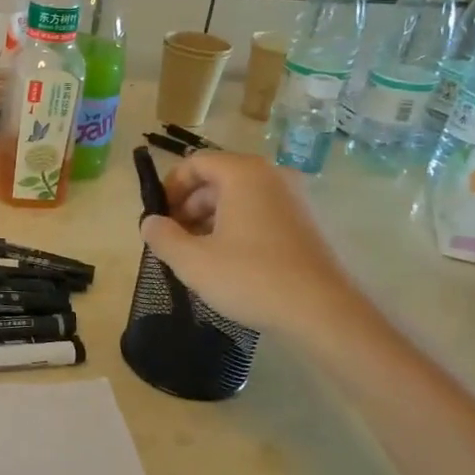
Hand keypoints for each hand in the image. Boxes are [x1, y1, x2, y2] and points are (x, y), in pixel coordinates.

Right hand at [140, 151, 360, 341]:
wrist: (324, 312)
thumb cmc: (252, 278)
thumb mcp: (193, 261)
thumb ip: (162, 237)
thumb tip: (150, 222)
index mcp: (244, 174)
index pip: (196, 162)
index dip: (170, 187)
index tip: (157, 217)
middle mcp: (272, 176)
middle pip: (218, 178)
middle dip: (189, 205)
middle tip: (174, 238)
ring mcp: (295, 199)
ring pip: (240, 197)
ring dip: (211, 219)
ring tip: (197, 253)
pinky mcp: (307, 223)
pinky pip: (261, 212)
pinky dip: (238, 227)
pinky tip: (229, 261)